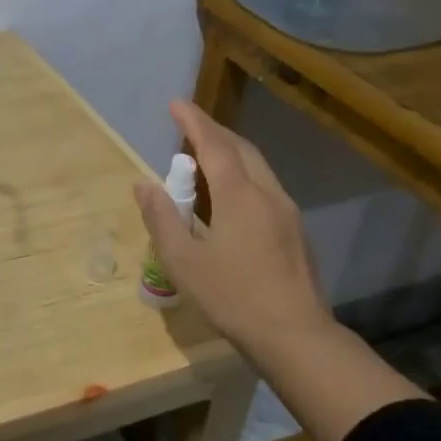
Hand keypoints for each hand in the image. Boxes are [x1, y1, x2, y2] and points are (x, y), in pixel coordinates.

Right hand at [133, 100, 329, 355]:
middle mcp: (267, 194)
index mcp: (239, 195)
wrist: (296, 336)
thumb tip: (143, 184)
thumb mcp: (183, 261)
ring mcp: (287, 212)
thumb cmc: (233, 297)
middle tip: (189, 126)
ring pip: (258, 167)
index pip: (214, 144)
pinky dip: (244, 174)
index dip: (194, 121)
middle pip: (241, 148)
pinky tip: (232, 195)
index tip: (176, 104)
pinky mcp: (296, 232)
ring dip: (231, 152)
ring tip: (207, 156)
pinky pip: (266, 186)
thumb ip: (161, 218)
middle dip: (214, 131)